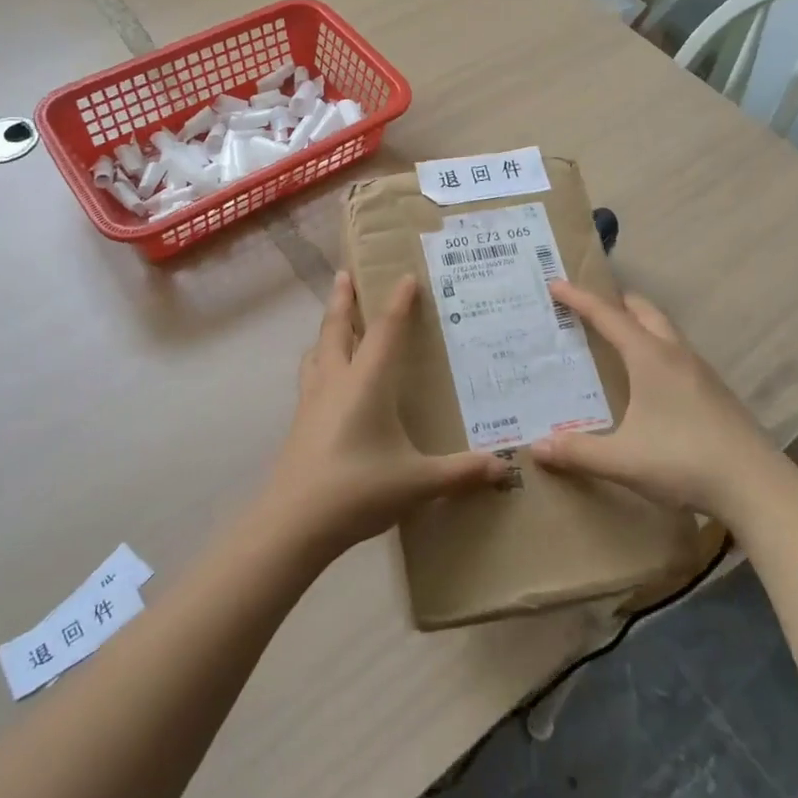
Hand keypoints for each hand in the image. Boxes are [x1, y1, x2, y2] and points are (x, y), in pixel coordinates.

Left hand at [263, 271, 506, 558]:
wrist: (294, 523)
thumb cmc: (359, 489)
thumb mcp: (418, 482)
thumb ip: (461, 472)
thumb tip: (503, 468)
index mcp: (366, 382)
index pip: (385, 331)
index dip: (397, 302)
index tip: (404, 276)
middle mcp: (336, 380)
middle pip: (337, 328)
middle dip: (343, 299)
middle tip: (345, 274)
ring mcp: (312, 400)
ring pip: (317, 350)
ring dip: (326, 329)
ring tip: (333, 321)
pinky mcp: (300, 422)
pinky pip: (310, 376)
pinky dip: (319, 360)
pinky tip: (326, 378)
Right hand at [530, 279, 778, 518]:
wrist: (758, 488)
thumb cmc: (684, 461)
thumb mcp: (622, 460)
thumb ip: (577, 452)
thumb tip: (536, 447)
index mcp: (650, 358)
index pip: (607, 316)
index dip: (579, 299)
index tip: (555, 283)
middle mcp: (676, 354)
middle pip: (643, 311)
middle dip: (614, 302)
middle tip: (587, 308)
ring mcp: (701, 372)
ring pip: (665, 331)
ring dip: (638, 324)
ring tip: (614, 340)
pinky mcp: (715, 392)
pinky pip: (677, 354)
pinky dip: (654, 349)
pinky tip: (648, 381)